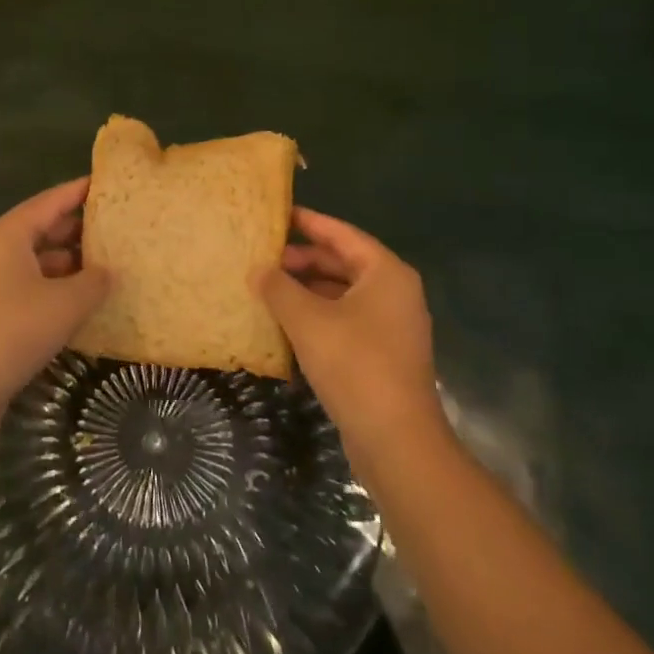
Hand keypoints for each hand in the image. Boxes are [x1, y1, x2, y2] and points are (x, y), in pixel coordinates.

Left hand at [0, 178, 110, 426]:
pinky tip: (82, 299)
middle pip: (42, 228)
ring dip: (69, 262)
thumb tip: (109, 272)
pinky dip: (55, 286)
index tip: (108, 184)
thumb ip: (94, 281)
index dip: (80, 191)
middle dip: (79, 229)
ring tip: (108, 264)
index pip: (51, 201)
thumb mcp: (66, 303)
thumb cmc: (14, 330)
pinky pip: (30, 284)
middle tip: (117, 227)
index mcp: (8, 234)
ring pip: (37, 259)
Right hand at [254, 208, 441, 456]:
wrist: (396, 439)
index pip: (342, 234)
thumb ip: (279, 289)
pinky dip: (319, 315)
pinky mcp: (384, 354)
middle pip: (344, 263)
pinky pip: (346, 320)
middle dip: (304, 259)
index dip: (309, 223)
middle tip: (265, 257)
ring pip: (343, 293)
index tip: (279, 213)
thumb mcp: (308, 321)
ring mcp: (392, 325)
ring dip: (308, 289)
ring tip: (269, 288)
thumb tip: (257, 270)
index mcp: (385, 273)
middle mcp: (395, 292)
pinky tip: (287, 323)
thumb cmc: (355, 365)